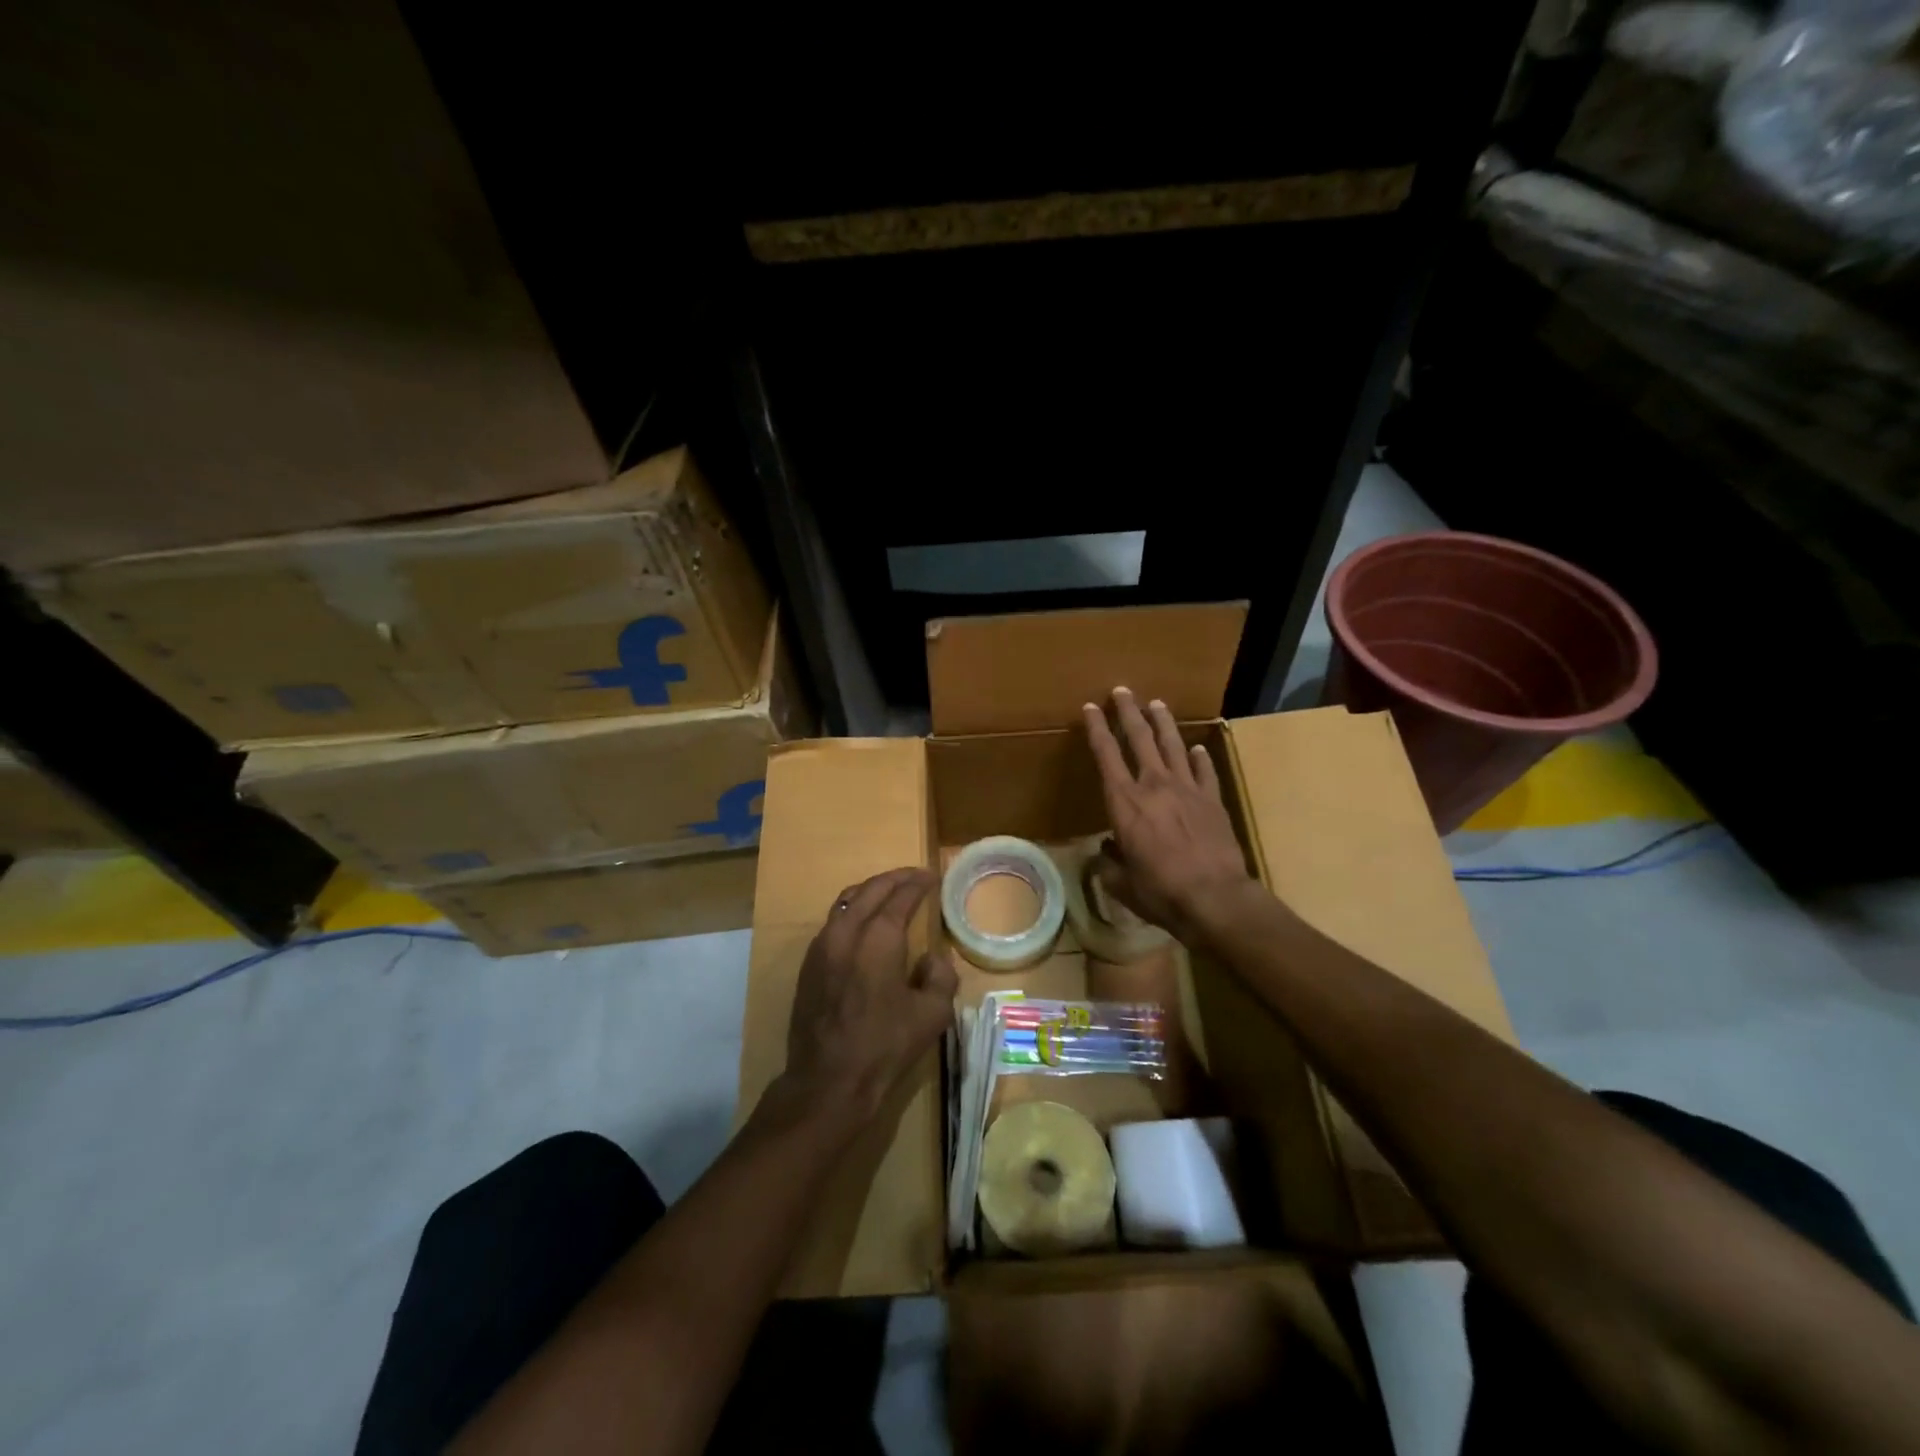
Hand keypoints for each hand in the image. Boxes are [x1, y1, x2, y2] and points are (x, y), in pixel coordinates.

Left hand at [780, 868, 957, 1129]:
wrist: (828, 1081)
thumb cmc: (885, 1047)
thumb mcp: (932, 1015)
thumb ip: (940, 977)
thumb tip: (930, 959)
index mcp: (879, 939)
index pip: (901, 897)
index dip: (918, 883)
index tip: (932, 877)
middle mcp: (847, 932)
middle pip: (870, 890)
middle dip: (895, 879)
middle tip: (914, 877)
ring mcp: (822, 947)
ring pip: (847, 902)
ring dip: (870, 891)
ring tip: (889, 893)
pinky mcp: (808, 964)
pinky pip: (833, 922)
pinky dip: (853, 911)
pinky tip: (864, 924)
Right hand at [1081, 687, 1254, 943]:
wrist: (1214, 897)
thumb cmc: (1160, 891)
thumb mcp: (1122, 883)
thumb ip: (1110, 864)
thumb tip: (1105, 853)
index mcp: (1124, 802)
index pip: (1106, 754)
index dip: (1096, 728)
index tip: (1090, 708)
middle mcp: (1153, 786)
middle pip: (1139, 738)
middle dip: (1128, 711)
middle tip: (1122, 690)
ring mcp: (1187, 789)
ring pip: (1172, 745)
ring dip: (1162, 722)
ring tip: (1156, 703)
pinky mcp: (1212, 800)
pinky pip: (1204, 771)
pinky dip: (1199, 757)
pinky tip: (1196, 748)